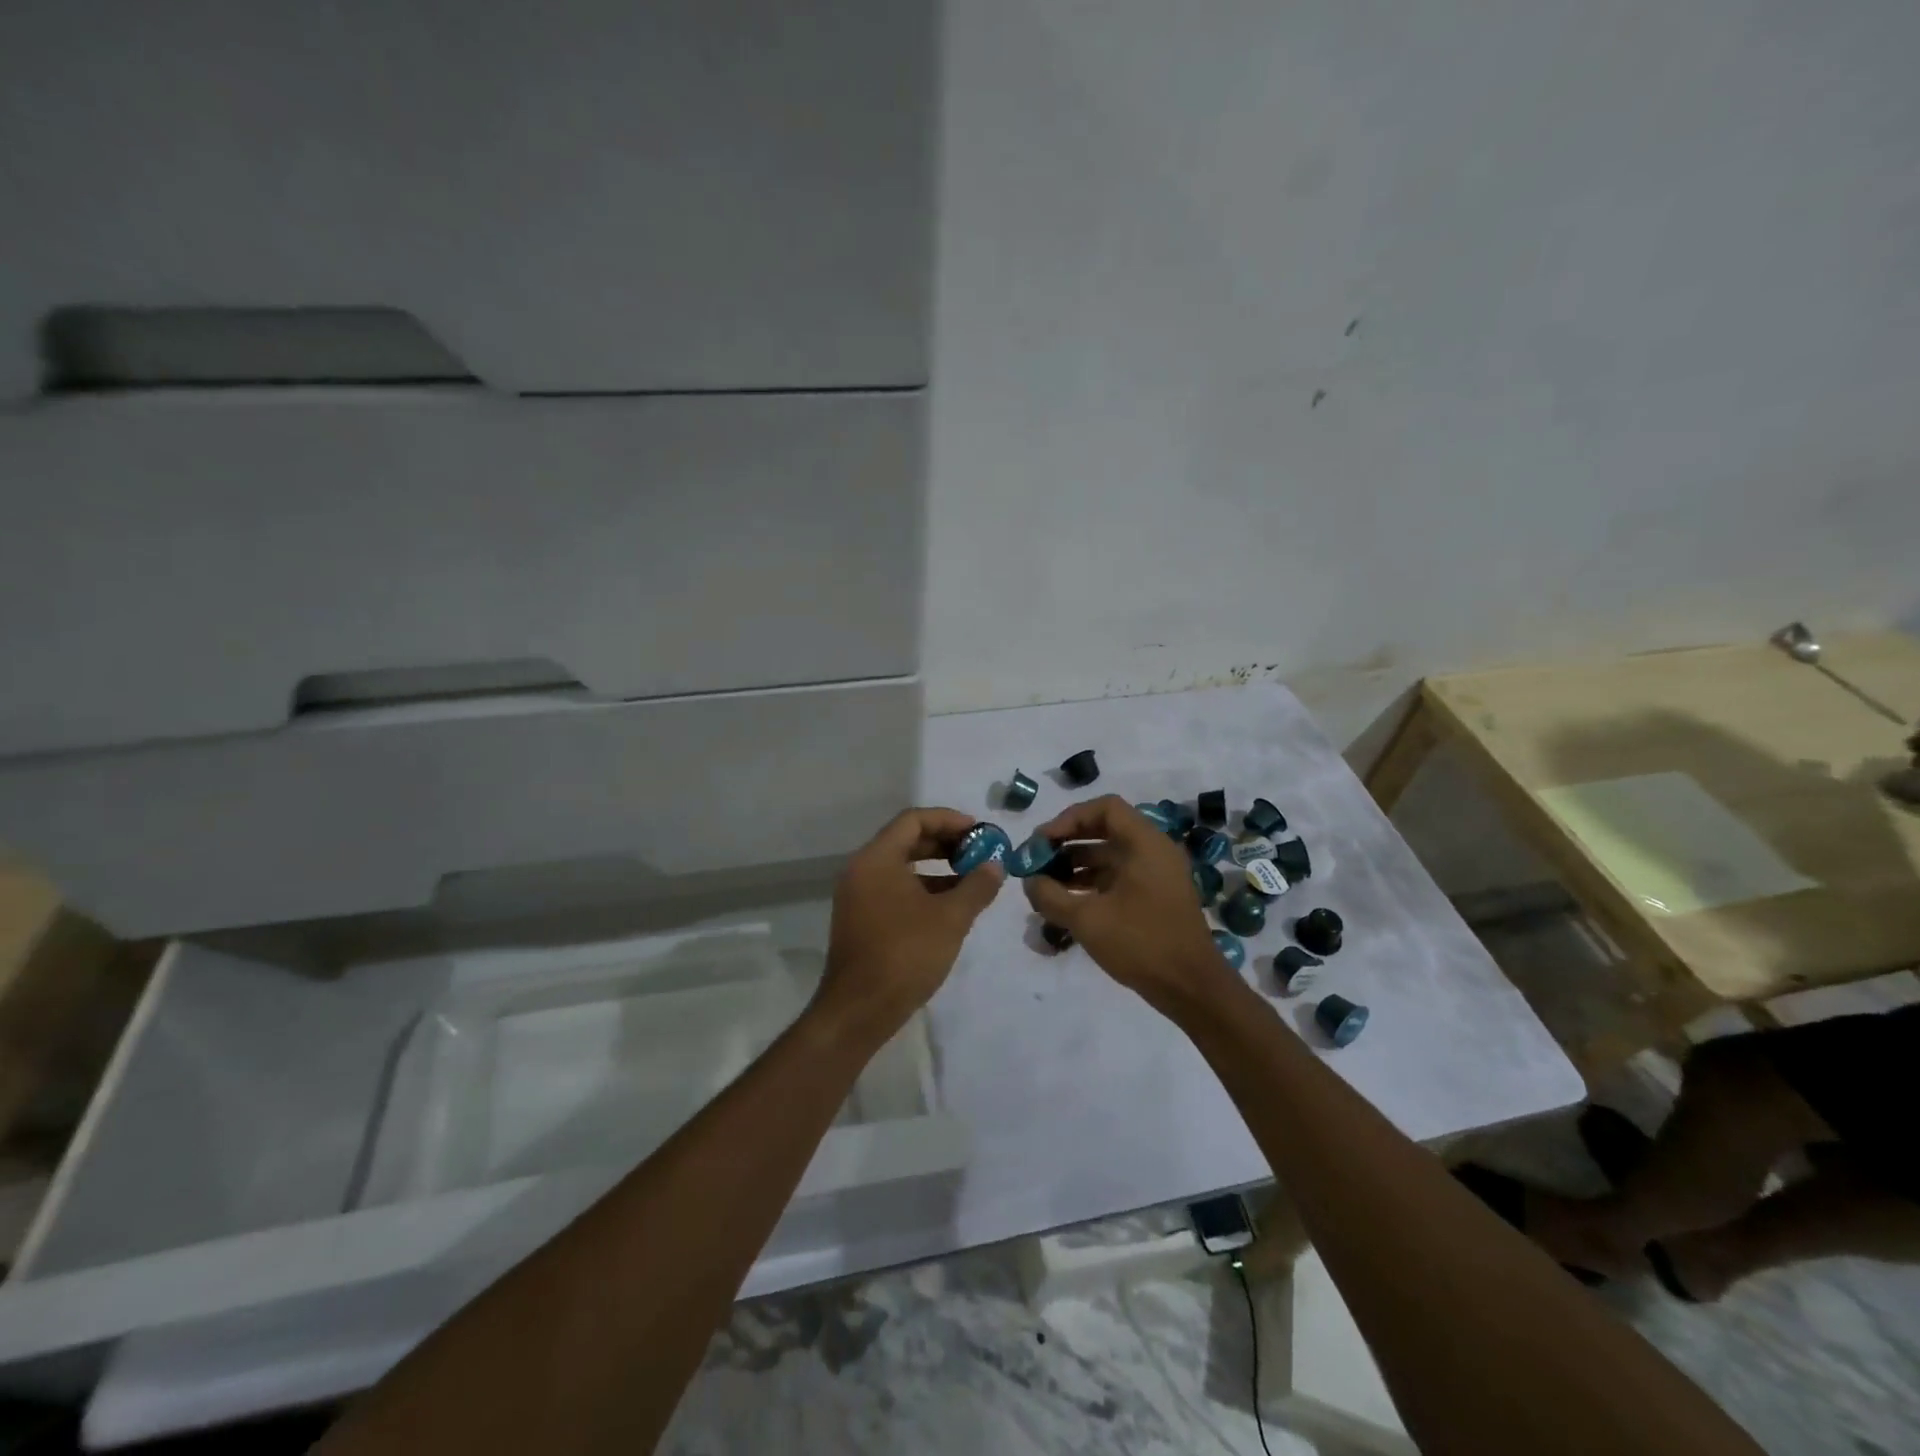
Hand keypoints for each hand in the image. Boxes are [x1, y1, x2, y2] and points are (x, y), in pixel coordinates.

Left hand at [818, 807, 1003, 1036]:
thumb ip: (976, 886)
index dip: (949, 820)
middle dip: (946, 842)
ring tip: (973, 877)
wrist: (859, 1010)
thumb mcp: (950, 918)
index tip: (980, 831)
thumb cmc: (905, 955)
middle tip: (980, 851)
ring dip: (937, 867)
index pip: (914, 820)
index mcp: (876, 859)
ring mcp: (858, 896)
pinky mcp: (862, 919)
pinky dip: (923, 888)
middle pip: (907, 840)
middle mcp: (862, 870)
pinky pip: (895, 888)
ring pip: (902, 866)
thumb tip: (995, 865)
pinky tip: (951, 905)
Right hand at [1022, 795, 1234, 1014]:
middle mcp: (1154, 851)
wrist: (1192, 989)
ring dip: (1076, 865)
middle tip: (1037, 860)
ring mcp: (1157, 875)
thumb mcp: (1087, 919)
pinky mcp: (1155, 898)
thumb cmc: (1141, 943)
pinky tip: (1066, 902)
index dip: (1069, 818)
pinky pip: (1118, 877)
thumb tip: (1029, 881)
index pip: (1105, 808)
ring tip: (1044, 884)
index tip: (1044, 841)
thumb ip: (1050, 896)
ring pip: (1110, 856)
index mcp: (1145, 843)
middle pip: (1105, 830)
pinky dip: (1091, 883)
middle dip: (1067, 842)